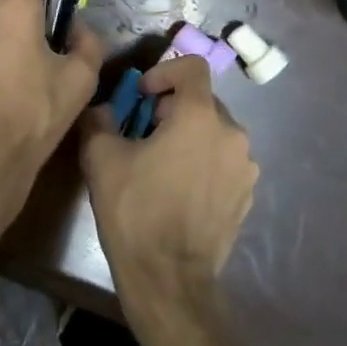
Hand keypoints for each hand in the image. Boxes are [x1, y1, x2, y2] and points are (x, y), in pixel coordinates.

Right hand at [80, 56, 259, 307]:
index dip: (164, 72)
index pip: (192, 67)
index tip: (141, 96)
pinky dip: (204, 162)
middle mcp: (232, 133)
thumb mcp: (101, 158)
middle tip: (143, 132)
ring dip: (189, 136)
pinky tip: (180, 189)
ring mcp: (245, 166)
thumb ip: (99, 120)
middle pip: (202, 101)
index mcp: (200, 116)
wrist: (169, 279)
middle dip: (172, 108)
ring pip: (214, 132)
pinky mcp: (247, 194)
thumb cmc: (135, 210)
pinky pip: (224, 161)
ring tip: (162, 163)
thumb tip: (101, 109)